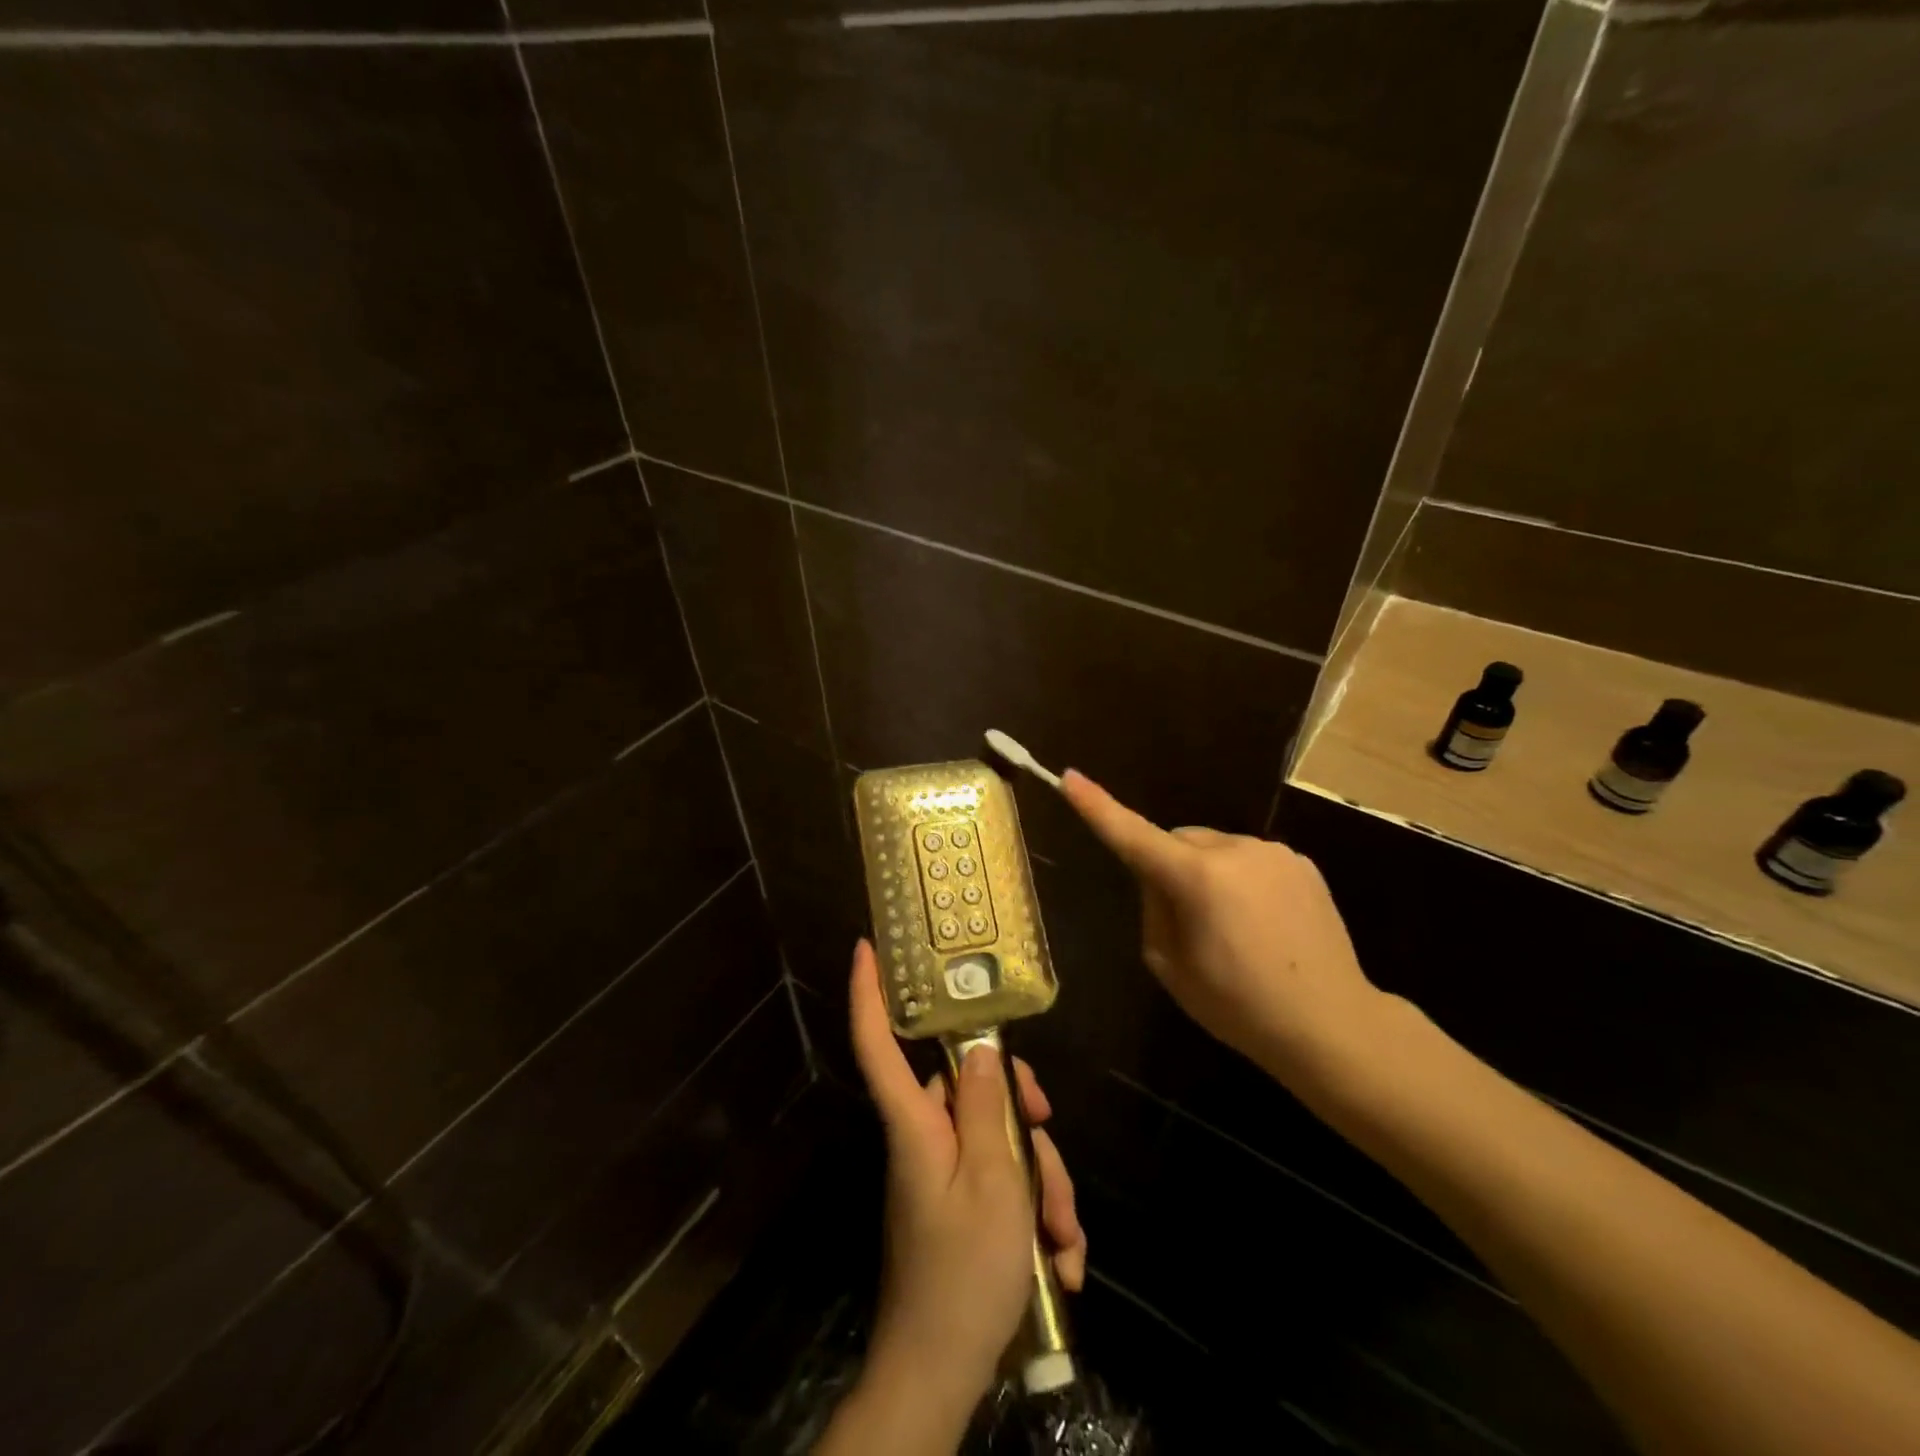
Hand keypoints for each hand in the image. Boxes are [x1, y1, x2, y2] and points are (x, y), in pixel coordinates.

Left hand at [829, 940, 1084, 1451]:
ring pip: (999, 1142)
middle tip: (1050, 1140)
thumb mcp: (992, 1183)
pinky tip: (1060, 1260)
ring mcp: (943, 1175)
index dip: (868, 994)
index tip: (865, 948)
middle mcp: (924, 1139)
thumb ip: (984, 1108)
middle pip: (969, 1091)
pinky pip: (1002, 1184)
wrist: (941, 1376)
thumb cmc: (963, 1273)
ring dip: (1041, 1184)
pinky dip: (1034, 1215)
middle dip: (1022, 1116)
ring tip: (1065, 1239)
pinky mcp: (961, 1207)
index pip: (878, 1045)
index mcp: (915, 1124)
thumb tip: (976, 1048)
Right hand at [1060, 769, 1388, 1088]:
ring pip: (1215, 849)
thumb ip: (1154, 908)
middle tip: (1185, 921)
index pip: (1134, 836)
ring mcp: (1273, 852)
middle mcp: (1235, 850)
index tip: (1070, 777)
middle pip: (1178, 842)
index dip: (1098, 807)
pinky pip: (1249, 859)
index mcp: (1197, 879)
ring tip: (1232, 929)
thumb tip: (1158, 878)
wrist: (1333, 1024)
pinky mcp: (1301, 862)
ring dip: (1208, 874)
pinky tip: (1262, 923)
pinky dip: (1240, 880)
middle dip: (1170, 867)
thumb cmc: (1239, 1006)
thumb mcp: (1170, 966)